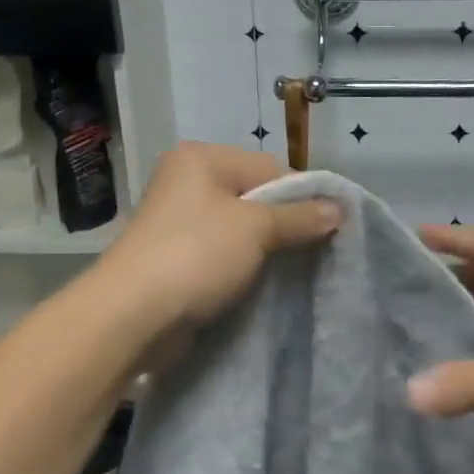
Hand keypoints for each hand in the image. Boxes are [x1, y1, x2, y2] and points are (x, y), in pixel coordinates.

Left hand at [99, 143, 341, 336]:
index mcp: (202, 159)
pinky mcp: (176, 256)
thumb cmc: (196, 255)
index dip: (302, 196)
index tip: (329, 228)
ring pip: (239, 228)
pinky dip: (242, 265)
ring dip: (264, 249)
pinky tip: (260, 282)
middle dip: (285, 223)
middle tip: (314, 250)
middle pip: (255, 197)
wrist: (132, 315)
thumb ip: (300, 216)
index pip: (270, 167)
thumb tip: (341, 209)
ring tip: (290, 269)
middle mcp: (187, 181)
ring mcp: (178, 221)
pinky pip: (222, 253)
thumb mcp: (256, 228)